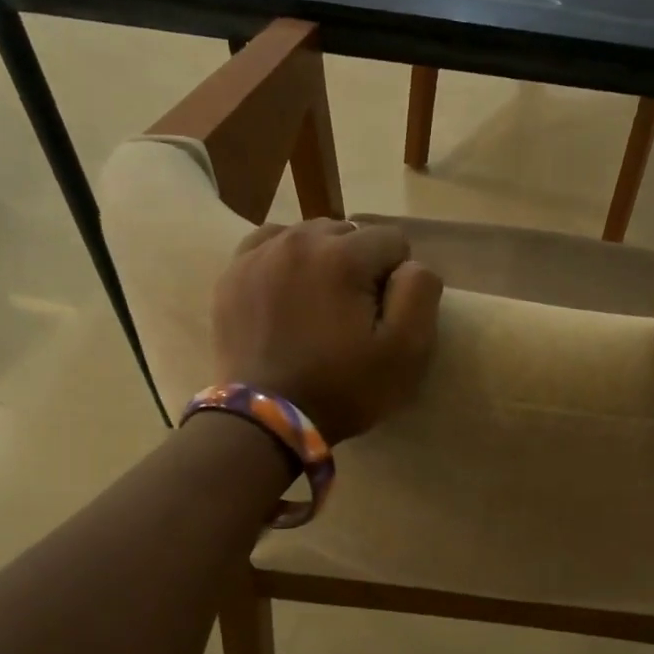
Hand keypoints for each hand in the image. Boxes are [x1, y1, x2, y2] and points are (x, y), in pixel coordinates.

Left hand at [213, 219, 442, 442]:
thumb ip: (420, 293)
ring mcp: (259, 254)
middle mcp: (298, 240)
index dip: (397, 279)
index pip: (392, 240)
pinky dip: (285, 262)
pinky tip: (288, 294)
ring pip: (309, 236)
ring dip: (323, 261)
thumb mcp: (405, 352)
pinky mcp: (233, 274)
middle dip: (359, 266)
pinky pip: (269, 246)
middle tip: (352, 314)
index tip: (383, 316)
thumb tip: (410, 265)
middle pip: (349, 233)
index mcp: (343, 255)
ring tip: (319, 306)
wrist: (265, 420)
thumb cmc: (342, 388)